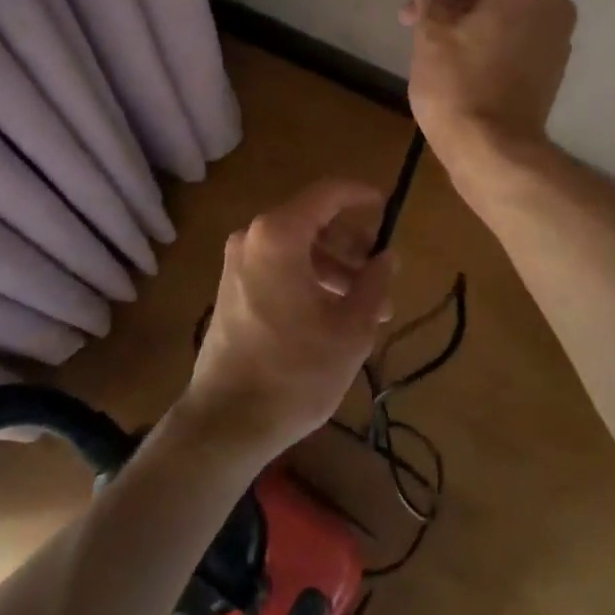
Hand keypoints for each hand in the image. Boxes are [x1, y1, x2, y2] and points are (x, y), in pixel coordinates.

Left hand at [181, 178, 395, 462]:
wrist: (227, 421)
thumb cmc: (295, 370)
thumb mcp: (351, 328)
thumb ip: (375, 283)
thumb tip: (387, 257)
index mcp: (278, 236)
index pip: (326, 194)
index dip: (360, 195)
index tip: (387, 206)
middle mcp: (252, 238)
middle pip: (312, 222)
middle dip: (351, 245)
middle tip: (382, 272)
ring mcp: (238, 264)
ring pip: (297, 248)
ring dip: (334, 268)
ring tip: (368, 306)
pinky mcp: (232, 289)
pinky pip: (279, 268)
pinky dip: (310, 280)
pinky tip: (336, 315)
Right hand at [402, 0, 575, 174]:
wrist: (493, 153)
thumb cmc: (459, 83)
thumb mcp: (432, 27)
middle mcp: (555, 4)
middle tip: (418, 9)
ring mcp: (556, 38)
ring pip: (512, 3)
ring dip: (470, 9)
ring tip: (426, 37)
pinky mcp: (548, 67)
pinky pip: (520, 31)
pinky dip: (490, 31)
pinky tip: (454, 59)